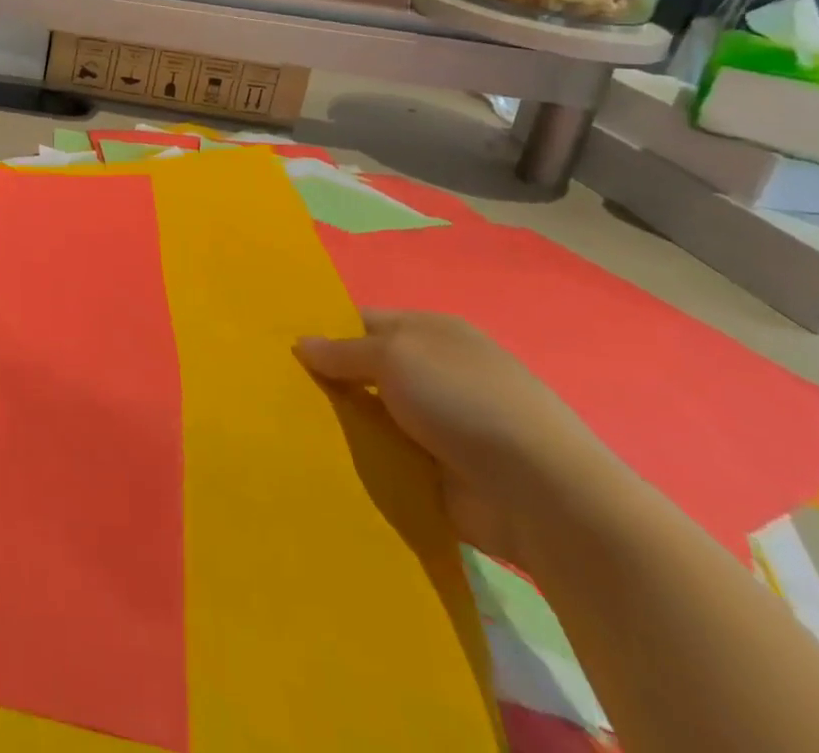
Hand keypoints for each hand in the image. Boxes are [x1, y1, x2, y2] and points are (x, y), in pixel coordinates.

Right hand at [296, 310, 617, 565]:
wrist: (541, 495)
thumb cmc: (464, 401)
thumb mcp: (395, 356)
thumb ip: (344, 351)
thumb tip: (302, 344)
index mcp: (431, 333)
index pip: (364, 322)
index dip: (326, 331)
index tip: (284, 348)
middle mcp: (435, 374)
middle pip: (365, 371)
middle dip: (328, 381)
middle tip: (277, 388)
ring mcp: (439, 426)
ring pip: (372, 417)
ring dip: (342, 424)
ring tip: (289, 425)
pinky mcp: (438, 474)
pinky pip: (386, 459)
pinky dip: (362, 461)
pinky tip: (322, 460)